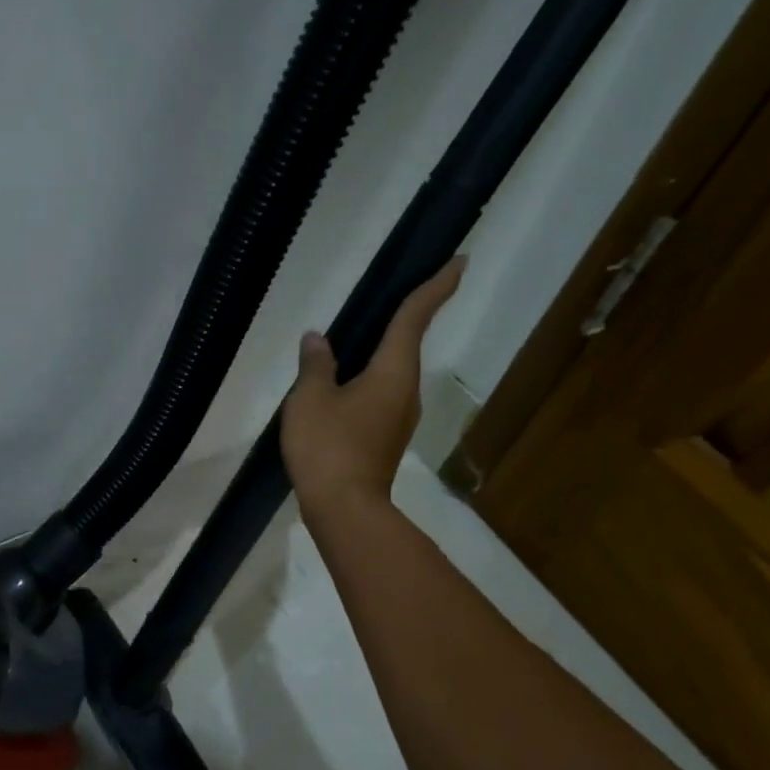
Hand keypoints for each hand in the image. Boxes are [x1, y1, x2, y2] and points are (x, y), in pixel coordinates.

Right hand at [281, 257, 463, 512]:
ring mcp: (398, 418)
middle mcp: (405, 390)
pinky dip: (367, 380)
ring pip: (391, 373)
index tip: (459, 261)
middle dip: (405, 317)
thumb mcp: (310, 399)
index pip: (415, 318)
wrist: (343, 508)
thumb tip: (318, 340)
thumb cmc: (328, 446)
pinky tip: (342, 386)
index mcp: (392, 371)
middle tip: (394, 293)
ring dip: (380, 353)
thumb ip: (315, 365)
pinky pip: (379, 395)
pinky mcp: (385, 438)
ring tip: (355, 341)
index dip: (435, 287)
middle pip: (406, 344)